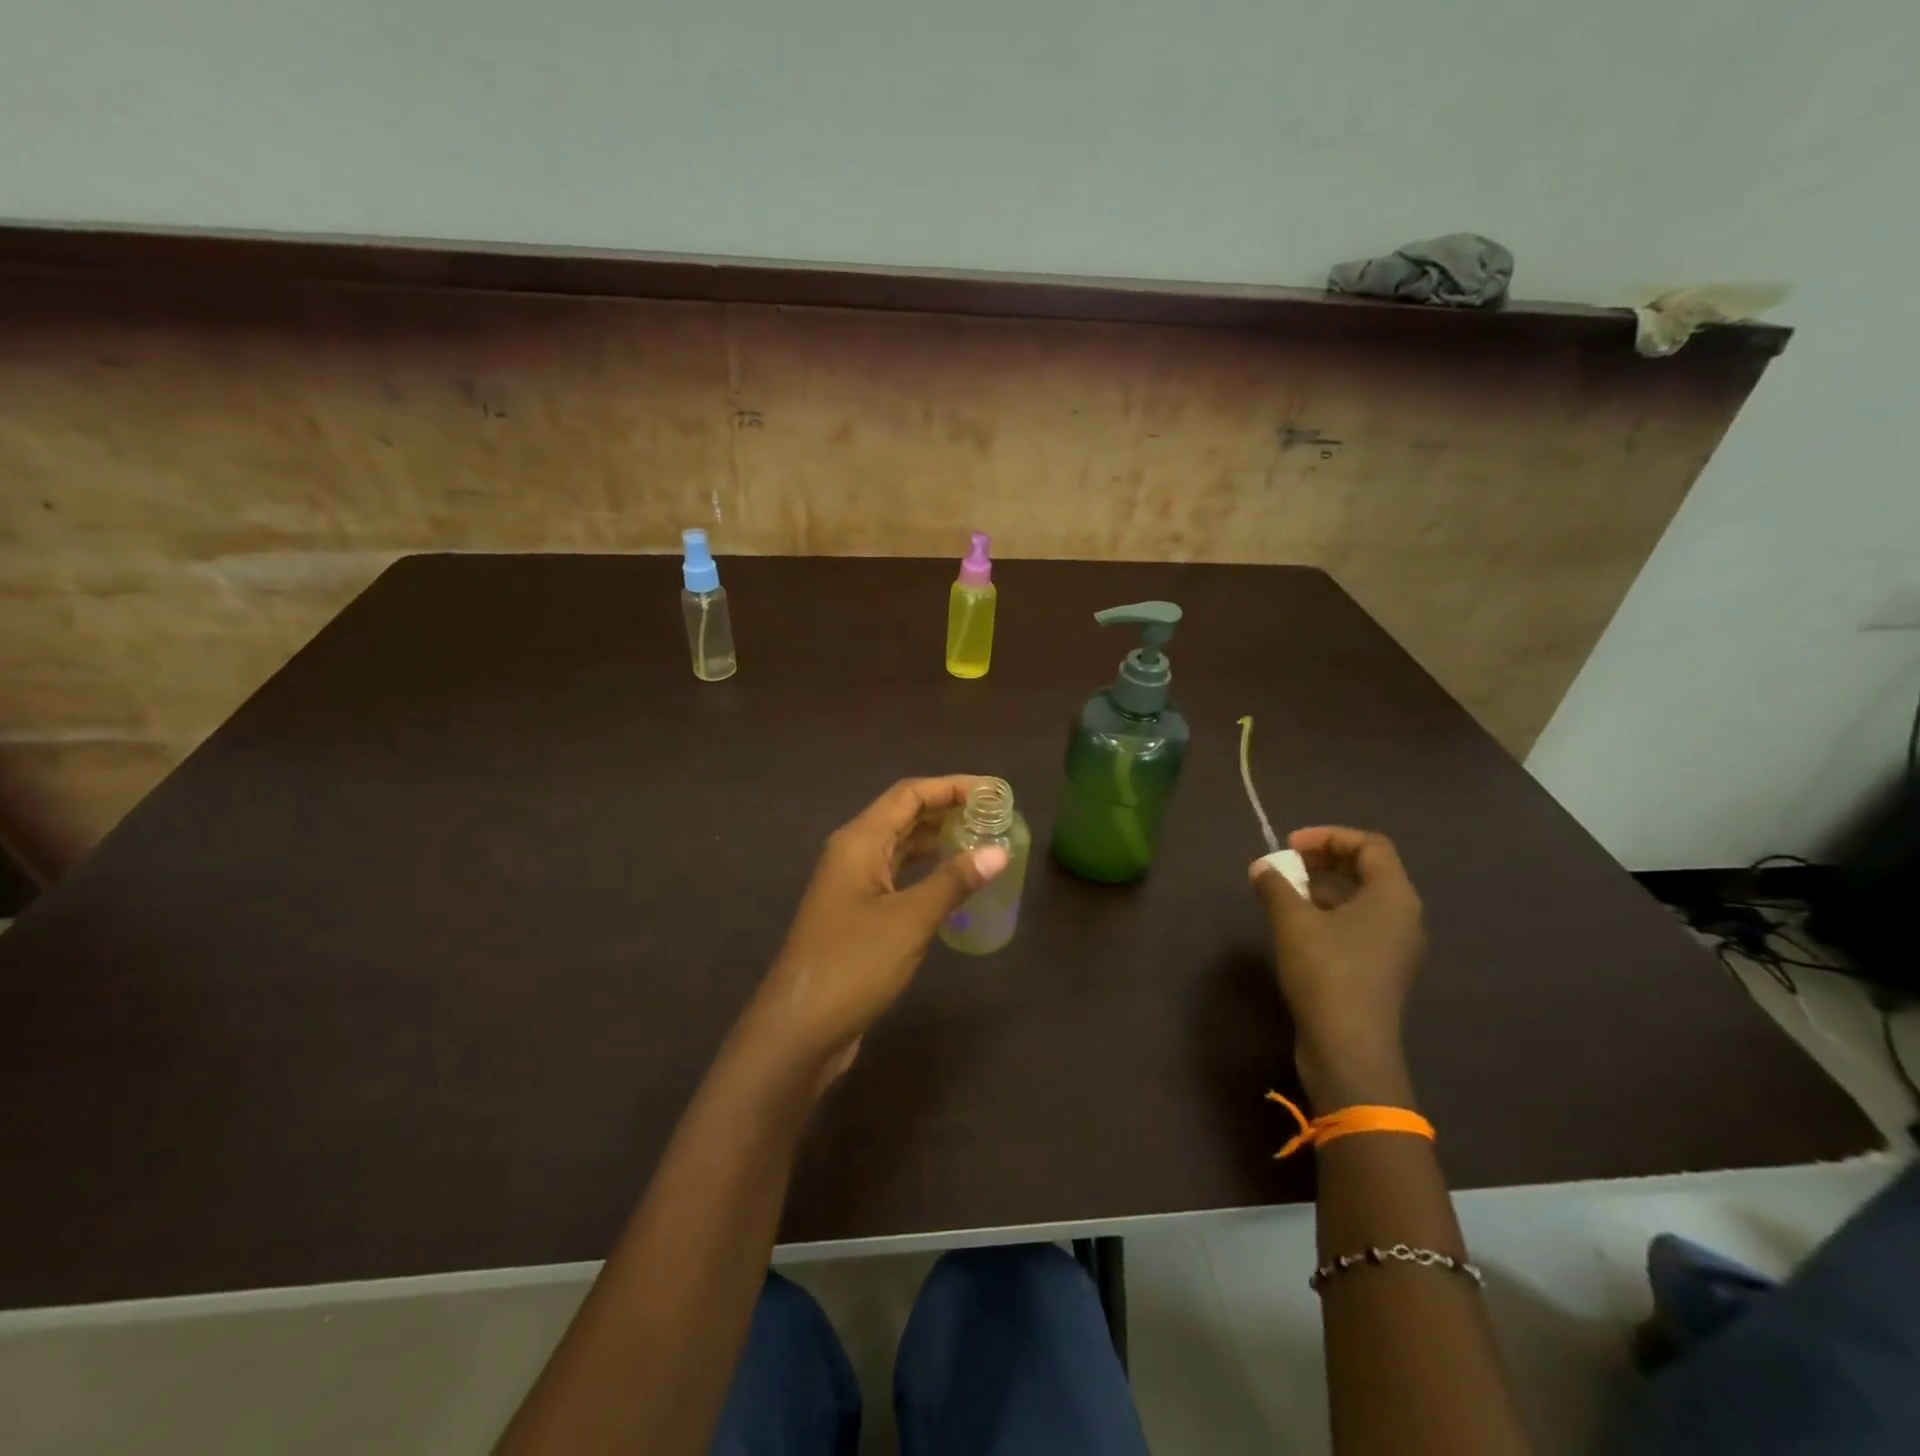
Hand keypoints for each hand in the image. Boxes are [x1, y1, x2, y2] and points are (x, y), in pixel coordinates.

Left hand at [746, 777, 1008, 1082]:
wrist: (800, 1028)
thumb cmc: (853, 963)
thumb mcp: (910, 919)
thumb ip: (954, 881)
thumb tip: (999, 851)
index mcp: (859, 841)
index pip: (909, 794)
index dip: (951, 786)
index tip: (994, 792)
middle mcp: (853, 853)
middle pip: (904, 815)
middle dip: (948, 810)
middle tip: (995, 816)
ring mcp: (853, 885)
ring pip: (901, 847)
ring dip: (938, 840)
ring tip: (983, 841)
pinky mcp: (858, 914)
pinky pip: (898, 876)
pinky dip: (927, 871)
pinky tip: (954, 881)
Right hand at [1250, 826, 1425, 1109]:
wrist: (1348, 1048)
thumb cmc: (1326, 972)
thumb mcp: (1292, 921)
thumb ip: (1275, 885)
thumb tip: (1262, 868)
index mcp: (1394, 896)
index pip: (1370, 845)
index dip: (1329, 836)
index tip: (1289, 845)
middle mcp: (1404, 917)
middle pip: (1369, 870)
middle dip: (1325, 859)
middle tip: (1287, 862)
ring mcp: (1395, 946)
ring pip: (1361, 899)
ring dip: (1323, 887)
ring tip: (1285, 892)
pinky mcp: (1380, 969)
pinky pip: (1358, 924)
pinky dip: (1329, 913)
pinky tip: (1297, 925)